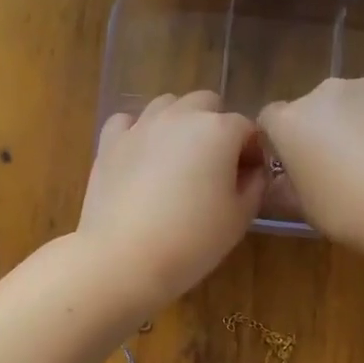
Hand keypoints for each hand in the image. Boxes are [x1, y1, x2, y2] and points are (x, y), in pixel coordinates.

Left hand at [79, 92, 265, 314]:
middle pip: (206, 104)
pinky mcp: (109, 142)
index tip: (248, 178)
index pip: (247, 128)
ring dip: (178, 122)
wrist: (123, 258)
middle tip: (214, 165)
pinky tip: (140, 156)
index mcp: (218, 130)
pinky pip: (127, 121)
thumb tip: (252, 171)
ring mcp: (140, 126)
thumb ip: (254, 186)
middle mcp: (180, 116)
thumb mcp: (239, 218)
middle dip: (215, 126)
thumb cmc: (192, 241)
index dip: (252, 151)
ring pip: (166, 105)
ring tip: (177, 158)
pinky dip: (138, 131)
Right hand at [258, 77, 363, 250]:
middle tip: (345, 166)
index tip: (297, 164)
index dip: (282, 141)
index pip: (271, 119)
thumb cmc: (352, 213)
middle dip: (325, 128)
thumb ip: (286, 187)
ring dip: (362, 121)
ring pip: (358, 101)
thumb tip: (280, 181)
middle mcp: (325, 91)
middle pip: (316, 106)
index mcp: (291, 121)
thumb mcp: (306, 209)